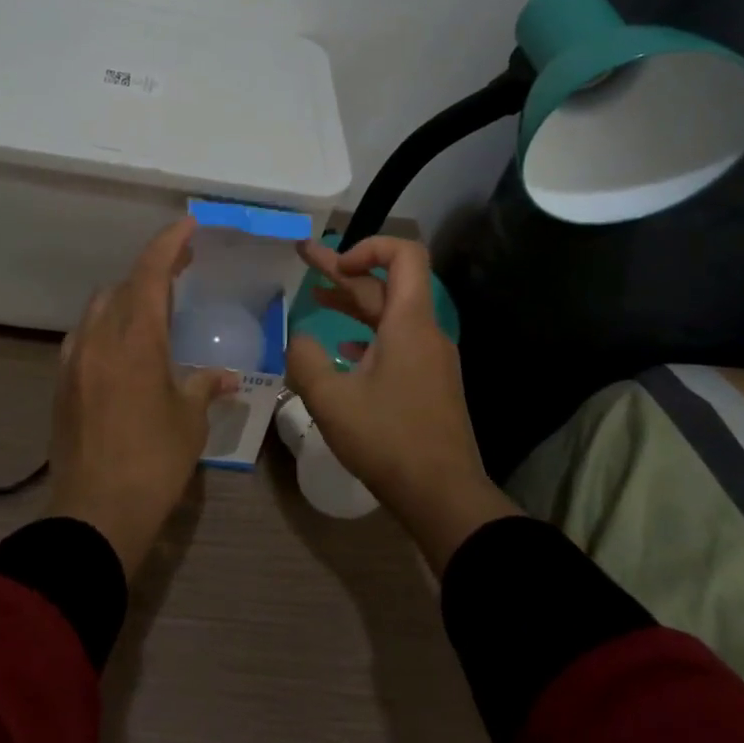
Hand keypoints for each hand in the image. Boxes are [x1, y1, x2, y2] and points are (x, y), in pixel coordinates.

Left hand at [47, 217, 239, 576]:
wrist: (95, 513)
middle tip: (182, 270)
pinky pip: (85, 336)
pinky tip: (123, 348)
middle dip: (152, 271)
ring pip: (99, 308)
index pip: (151, 273)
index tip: (188, 225)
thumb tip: (227, 377)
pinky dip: (107, 327)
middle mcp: (99, 338)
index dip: (169, 243)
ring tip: (154, 309)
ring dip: (127, 298)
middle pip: (123, 285)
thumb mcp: (189, 421)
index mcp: (135, 339)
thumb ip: (205, 387)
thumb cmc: (153, 462)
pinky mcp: (61, 383)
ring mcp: (74, 359)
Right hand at [286, 236, 516, 572]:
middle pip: (387, 284)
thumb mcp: (331, 399)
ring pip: (390, 315)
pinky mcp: (428, 383)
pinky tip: (343, 350)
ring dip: (353, 303)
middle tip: (304, 256)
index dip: (369, 246)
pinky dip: (368, 335)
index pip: (404, 255)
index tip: (335, 266)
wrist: (444, 496)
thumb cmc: (388, 439)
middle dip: (344, 270)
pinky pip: (397, 342)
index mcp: (409, 323)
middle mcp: (424, 332)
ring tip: (316, 297)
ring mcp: (430, 358)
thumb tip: (299, 338)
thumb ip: (306, 359)